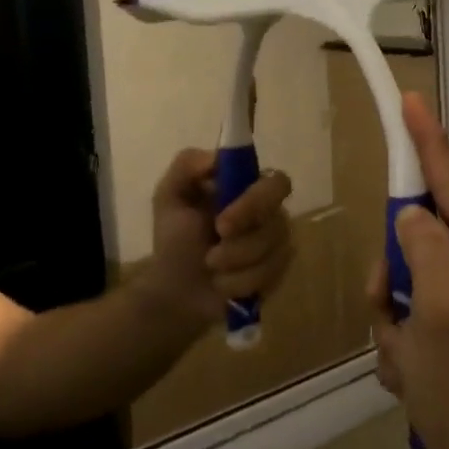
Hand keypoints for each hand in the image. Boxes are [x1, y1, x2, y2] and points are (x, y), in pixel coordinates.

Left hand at [142, 150, 294, 328]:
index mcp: (248, 188)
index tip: (222, 223)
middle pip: (279, 220)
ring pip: (272, 252)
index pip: (276, 182)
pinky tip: (222, 285)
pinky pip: (270, 277)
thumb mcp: (169, 196)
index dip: (256, 201)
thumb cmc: (175, 240)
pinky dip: (239, 283)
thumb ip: (187, 165)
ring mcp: (277, 243)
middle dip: (244, 243)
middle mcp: (270, 212)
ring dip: (234, 264)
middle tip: (212, 255)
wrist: (175, 291)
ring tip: (210, 268)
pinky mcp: (278, 273)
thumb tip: (216, 157)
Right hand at [368, 93, 448, 448]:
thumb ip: (423, 246)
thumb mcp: (437, 309)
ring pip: (404, 270)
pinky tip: (410, 368)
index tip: (410, 101)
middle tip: (392, 312)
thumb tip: (410, 212)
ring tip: (405, 353)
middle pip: (418, 232)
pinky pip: (406, 303)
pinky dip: (398, 334)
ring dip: (392, 311)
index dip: (427, 143)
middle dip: (393, 274)